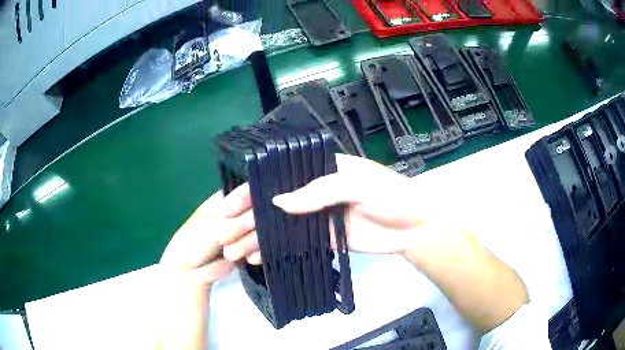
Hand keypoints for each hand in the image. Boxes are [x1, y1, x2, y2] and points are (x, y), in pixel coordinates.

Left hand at [160, 187, 259, 286]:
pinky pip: (266, 248)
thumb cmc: (193, 242)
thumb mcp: (212, 229)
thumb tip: (258, 217)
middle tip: (229, 241)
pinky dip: (259, 255)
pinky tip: (248, 260)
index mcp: (228, 199)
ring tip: (230, 254)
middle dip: (249, 229)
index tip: (240, 215)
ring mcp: (248, 232)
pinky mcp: (252, 249)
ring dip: (249, 245)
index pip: (249, 191)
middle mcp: (241, 213)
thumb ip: (237, 224)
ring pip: (264, 232)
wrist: (190, 273)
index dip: (250, 201)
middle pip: (260, 213)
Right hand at [220, 154, 435, 263]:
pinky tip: (256, 257)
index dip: (250, 192)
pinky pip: (293, 242)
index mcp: (319, 169)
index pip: (277, 177)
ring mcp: (316, 215)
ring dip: (255, 238)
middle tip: (223, 236)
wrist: (414, 226)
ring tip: (232, 251)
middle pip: (272, 204)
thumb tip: (277, 203)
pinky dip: (274, 249)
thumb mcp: (357, 184)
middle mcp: (313, 191)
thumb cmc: (391, 196)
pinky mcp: (323, 236)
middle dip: (246, 220)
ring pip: (278, 226)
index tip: (228, 208)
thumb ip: (318, 191)